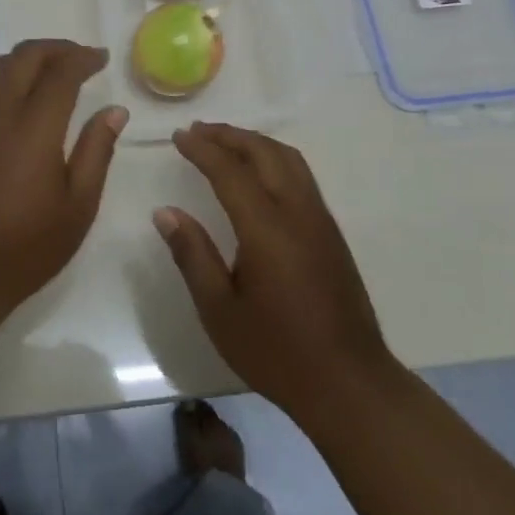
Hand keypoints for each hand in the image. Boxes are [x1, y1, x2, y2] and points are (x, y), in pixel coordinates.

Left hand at [0, 40, 126, 321]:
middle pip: (22, 58)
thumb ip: (96, 151)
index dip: (82, 58)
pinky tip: (26, 102)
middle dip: (54, 49)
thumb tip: (114, 111)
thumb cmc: (27, 247)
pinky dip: (10, 79)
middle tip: (81, 58)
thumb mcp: (78, 206)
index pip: (59, 73)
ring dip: (29, 60)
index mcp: (33, 130)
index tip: (101, 58)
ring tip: (55, 72)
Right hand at [157, 122, 392, 418]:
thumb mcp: (220, 310)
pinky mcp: (331, 233)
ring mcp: (320, 220)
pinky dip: (273, 159)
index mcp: (267, 229)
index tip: (178, 136)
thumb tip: (165, 212)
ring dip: (255, 142)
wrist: (349, 383)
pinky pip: (301, 176)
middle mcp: (298, 212)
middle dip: (229, 135)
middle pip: (264, 152)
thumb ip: (192, 255)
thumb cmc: (276, 351)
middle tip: (197, 131)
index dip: (202, 149)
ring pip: (289, 159)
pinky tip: (258, 175)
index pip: (229, 171)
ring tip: (225, 143)